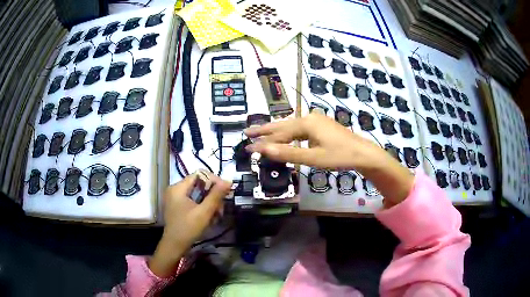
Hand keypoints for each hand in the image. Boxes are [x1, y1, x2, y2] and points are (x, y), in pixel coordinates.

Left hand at [149, 173, 231, 277]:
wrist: (174, 246)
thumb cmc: (188, 228)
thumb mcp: (204, 212)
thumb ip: (216, 195)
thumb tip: (228, 181)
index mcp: (178, 188)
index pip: (199, 174)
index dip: (214, 180)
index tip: (225, 191)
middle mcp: (175, 189)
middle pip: (199, 184)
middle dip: (212, 194)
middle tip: (221, 207)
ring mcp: (175, 198)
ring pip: (197, 193)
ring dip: (209, 202)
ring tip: (217, 215)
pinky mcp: (177, 206)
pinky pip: (193, 200)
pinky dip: (202, 206)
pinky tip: (209, 217)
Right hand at [244, 113, 413, 207]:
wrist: (363, 153)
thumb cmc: (339, 156)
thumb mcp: (313, 157)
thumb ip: (287, 153)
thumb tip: (262, 149)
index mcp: (306, 123)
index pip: (279, 133)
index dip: (263, 141)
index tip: (247, 146)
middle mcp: (309, 117)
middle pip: (282, 125)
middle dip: (264, 130)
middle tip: (247, 132)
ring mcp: (316, 120)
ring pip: (291, 126)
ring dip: (276, 131)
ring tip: (260, 133)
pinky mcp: (321, 126)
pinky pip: (299, 129)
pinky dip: (288, 134)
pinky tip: (284, 136)